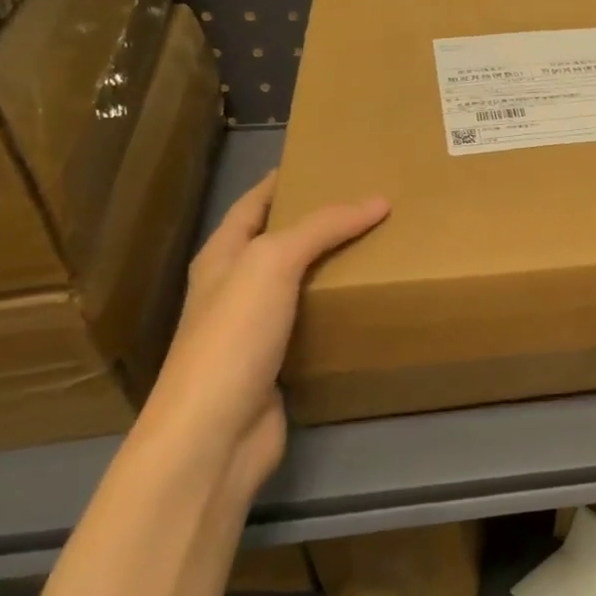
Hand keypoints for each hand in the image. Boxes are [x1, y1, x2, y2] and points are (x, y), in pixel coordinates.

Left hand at [138, 174, 388, 497]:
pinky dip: (337, 309)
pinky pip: (313, 324)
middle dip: (317, 222)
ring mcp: (254, 329)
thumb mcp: (273, 263)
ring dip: (332, 266)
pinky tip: (368, 303)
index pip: (252, 205)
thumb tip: (378, 200)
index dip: (281, 182)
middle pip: (278, 242)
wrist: (215, 433)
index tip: (322, 162)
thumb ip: (323, 227)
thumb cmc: (234, 336)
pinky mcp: (277, 364)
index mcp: (222, 257)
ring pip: (299, 284)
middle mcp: (234, 289)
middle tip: (369, 203)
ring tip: (379, 245)